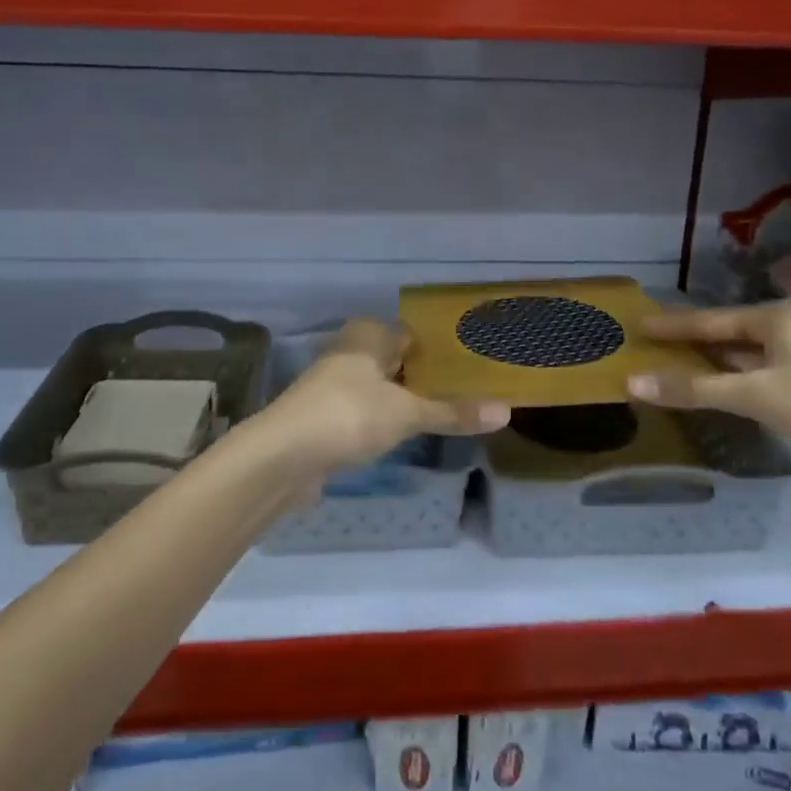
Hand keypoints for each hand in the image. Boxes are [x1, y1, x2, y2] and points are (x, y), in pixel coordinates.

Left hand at [259, 319, 508, 479]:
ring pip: (380, 386)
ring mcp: (334, 384)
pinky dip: (385, 419)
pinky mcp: (326, 416)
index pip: (413, 334)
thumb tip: (507, 411)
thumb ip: (453, 412)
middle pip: (397, 360)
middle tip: (467, 393)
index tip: (473, 366)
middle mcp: (350, 351)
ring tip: (445, 414)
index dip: (441, 350)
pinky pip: (366, 410)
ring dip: (405, 400)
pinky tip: (406, 436)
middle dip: (425, 376)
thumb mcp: (407, 413)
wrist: (283, 456)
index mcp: (368, 334)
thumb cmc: (349, 415)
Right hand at [626, 301, 790, 495]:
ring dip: (712, 362)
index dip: (672, 324)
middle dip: (691, 341)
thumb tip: (632, 382)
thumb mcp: (756, 395)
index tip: (638, 323)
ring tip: (673, 366)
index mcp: (777, 316)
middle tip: (651, 346)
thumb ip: (693, 388)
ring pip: (746, 354)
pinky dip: (735, 378)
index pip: (710, 319)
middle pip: (728, 333)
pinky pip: (761, 371)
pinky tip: (719, 388)